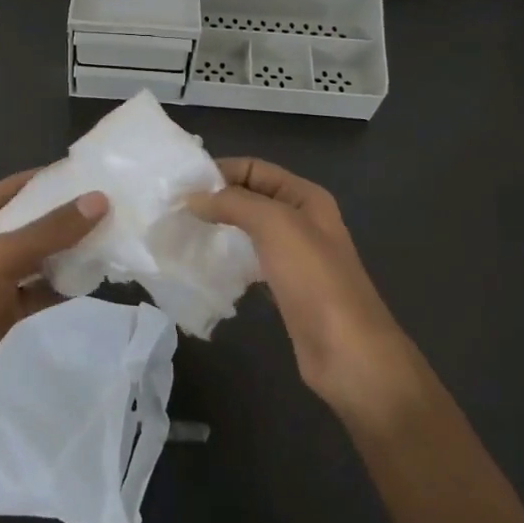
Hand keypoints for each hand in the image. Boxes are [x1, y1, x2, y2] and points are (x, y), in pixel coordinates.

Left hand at [0, 169, 108, 409]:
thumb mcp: (3, 255)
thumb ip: (51, 230)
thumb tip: (98, 199)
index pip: (18, 186)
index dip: (52, 179)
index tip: (92, 174)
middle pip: (31, 221)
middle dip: (66, 216)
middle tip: (111, 208)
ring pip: (37, 257)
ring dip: (67, 251)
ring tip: (110, 240)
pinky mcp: (2, 308)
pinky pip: (37, 289)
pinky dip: (60, 285)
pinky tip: (91, 280)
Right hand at [189, 158, 419, 414]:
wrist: (349, 354)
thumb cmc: (314, 279)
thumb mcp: (275, 225)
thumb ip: (232, 203)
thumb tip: (192, 197)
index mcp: (305, 197)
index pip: (254, 168)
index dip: (219, 171)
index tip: (180, 186)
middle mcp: (302, 221)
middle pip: (250, 198)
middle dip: (215, 200)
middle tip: (175, 210)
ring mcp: (295, 257)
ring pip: (248, 231)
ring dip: (218, 229)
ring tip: (182, 234)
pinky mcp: (285, 289)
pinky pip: (250, 262)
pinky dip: (228, 259)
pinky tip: (205, 266)